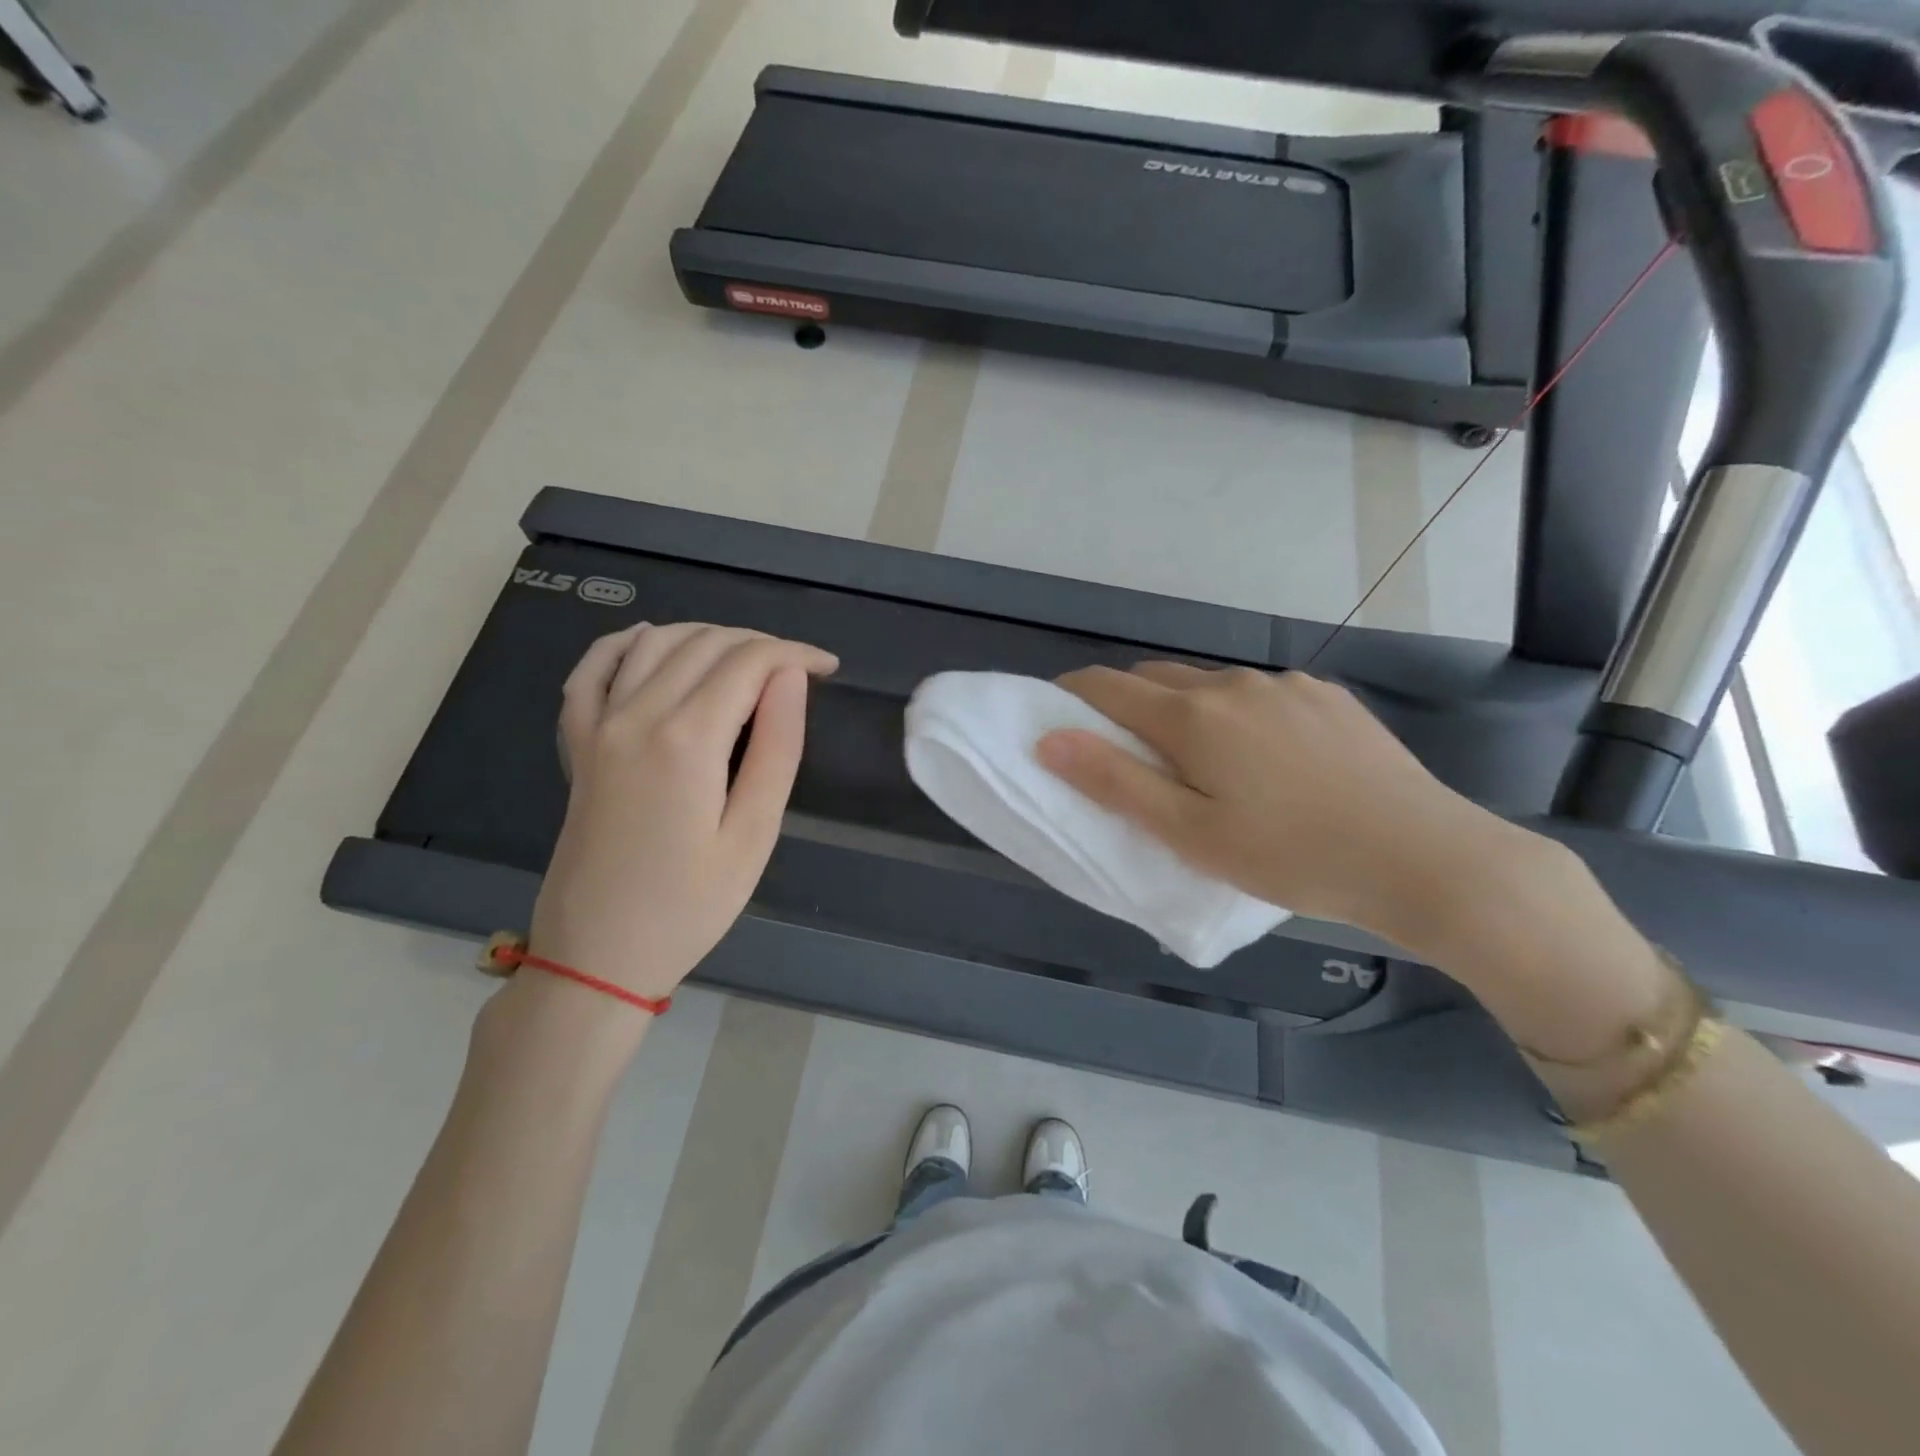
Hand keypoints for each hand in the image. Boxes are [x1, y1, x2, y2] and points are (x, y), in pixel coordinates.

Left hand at [527, 623, 837, 1002]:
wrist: (598, 954)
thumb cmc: (690, 905)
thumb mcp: (754, 835)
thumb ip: (777, 748)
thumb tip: (791, 678)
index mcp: (687, 739)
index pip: (749, 662)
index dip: (795, 653)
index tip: (829, 667)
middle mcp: (637, 715)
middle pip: (705, 643)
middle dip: (760, 644)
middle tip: (798, 671)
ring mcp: (598, 726)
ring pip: (654, 642)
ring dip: (706, 636)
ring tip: (747, 661)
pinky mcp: (578, 743)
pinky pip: (592, 669)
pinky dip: (625, 643)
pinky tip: (651, 642)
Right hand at [1036, 664, 1537, 952]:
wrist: (1424, 858)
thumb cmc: (1291, 856)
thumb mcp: (1190, 834)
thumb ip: (1115, 782)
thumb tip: (1049, 739)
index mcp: (1193, 716)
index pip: (1108, 686)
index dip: (1073, 696)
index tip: (1057, 717)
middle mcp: (1234, 684)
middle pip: (1156, 679)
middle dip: (1127, 705)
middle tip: (1128, 756)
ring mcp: (1286, 685)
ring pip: (1209, 685)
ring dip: (1185, 710)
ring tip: (1202, 764)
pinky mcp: (1326, 696)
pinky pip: (1259, 693)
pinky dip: (1236, 713)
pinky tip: (1266, 759)